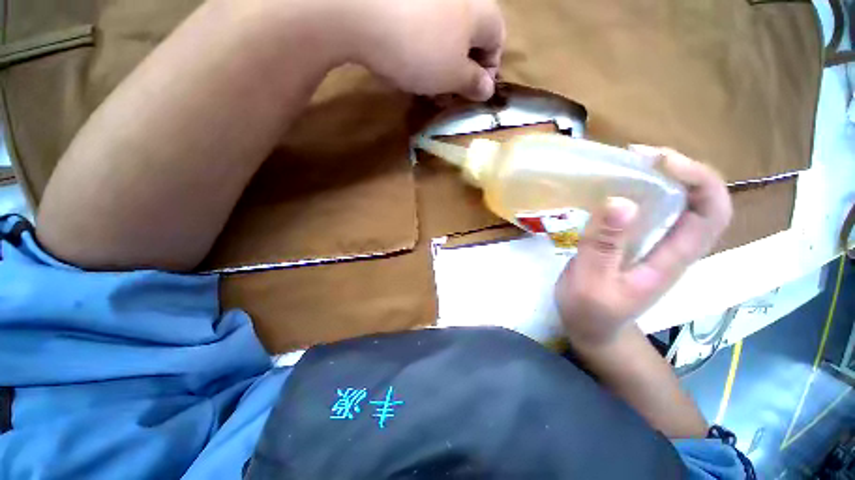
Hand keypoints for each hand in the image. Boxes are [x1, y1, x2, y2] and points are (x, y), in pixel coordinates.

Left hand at [347, 0, 504, 100]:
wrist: (364, 15)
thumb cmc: (422, 51)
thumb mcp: (454, 77)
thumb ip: (474, 83)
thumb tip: (488, 89)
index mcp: (482, 12)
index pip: (497, 42)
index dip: (488, 72)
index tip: (474, 94)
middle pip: (470, 39)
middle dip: (461, 72)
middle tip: (448, 95)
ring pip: (446, 35)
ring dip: (441, 64)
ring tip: (428, 87)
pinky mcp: (406, 2)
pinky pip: (424, 27)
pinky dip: (423, 49)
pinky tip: (411, 65)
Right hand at [555, 147, 732, 346]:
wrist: (592, 328)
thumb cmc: (591, 310)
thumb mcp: (591, 280)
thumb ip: (604, 245)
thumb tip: (620, 201)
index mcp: (672, 259)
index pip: (711, 213)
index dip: (698, 179)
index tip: (660, 161)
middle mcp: (674, 247)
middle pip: (701, 200)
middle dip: (680, 169)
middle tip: (639, 155)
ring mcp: (656, 244)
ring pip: (677, 202)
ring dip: (660, 176)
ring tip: (628, 163)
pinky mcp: (637, 243)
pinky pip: (650, 210)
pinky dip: (640, 190)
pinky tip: (616, 186)